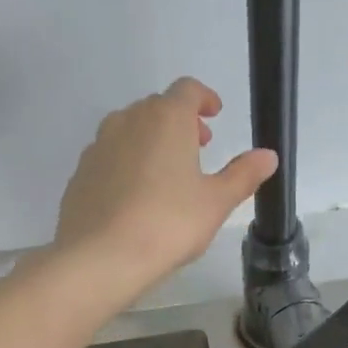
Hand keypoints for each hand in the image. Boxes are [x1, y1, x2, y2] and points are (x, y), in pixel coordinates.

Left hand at [53, 77, 278, 297]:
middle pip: (156, 108)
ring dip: (149, 142)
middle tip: (196, 149)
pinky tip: (133, 197)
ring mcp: (98, 146)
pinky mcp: (79, 174)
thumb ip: (242, 175)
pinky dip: (125, 165)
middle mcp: (128, 120)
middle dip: (179, 122)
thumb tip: (268, 155)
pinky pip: (108, 158)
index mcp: (166, 118)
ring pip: (128, 131)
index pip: (187, 90)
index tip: (214, 115)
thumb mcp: (216, 202)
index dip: (204, 99)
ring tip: (164, 174)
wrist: (100, 256)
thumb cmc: (168, 224)